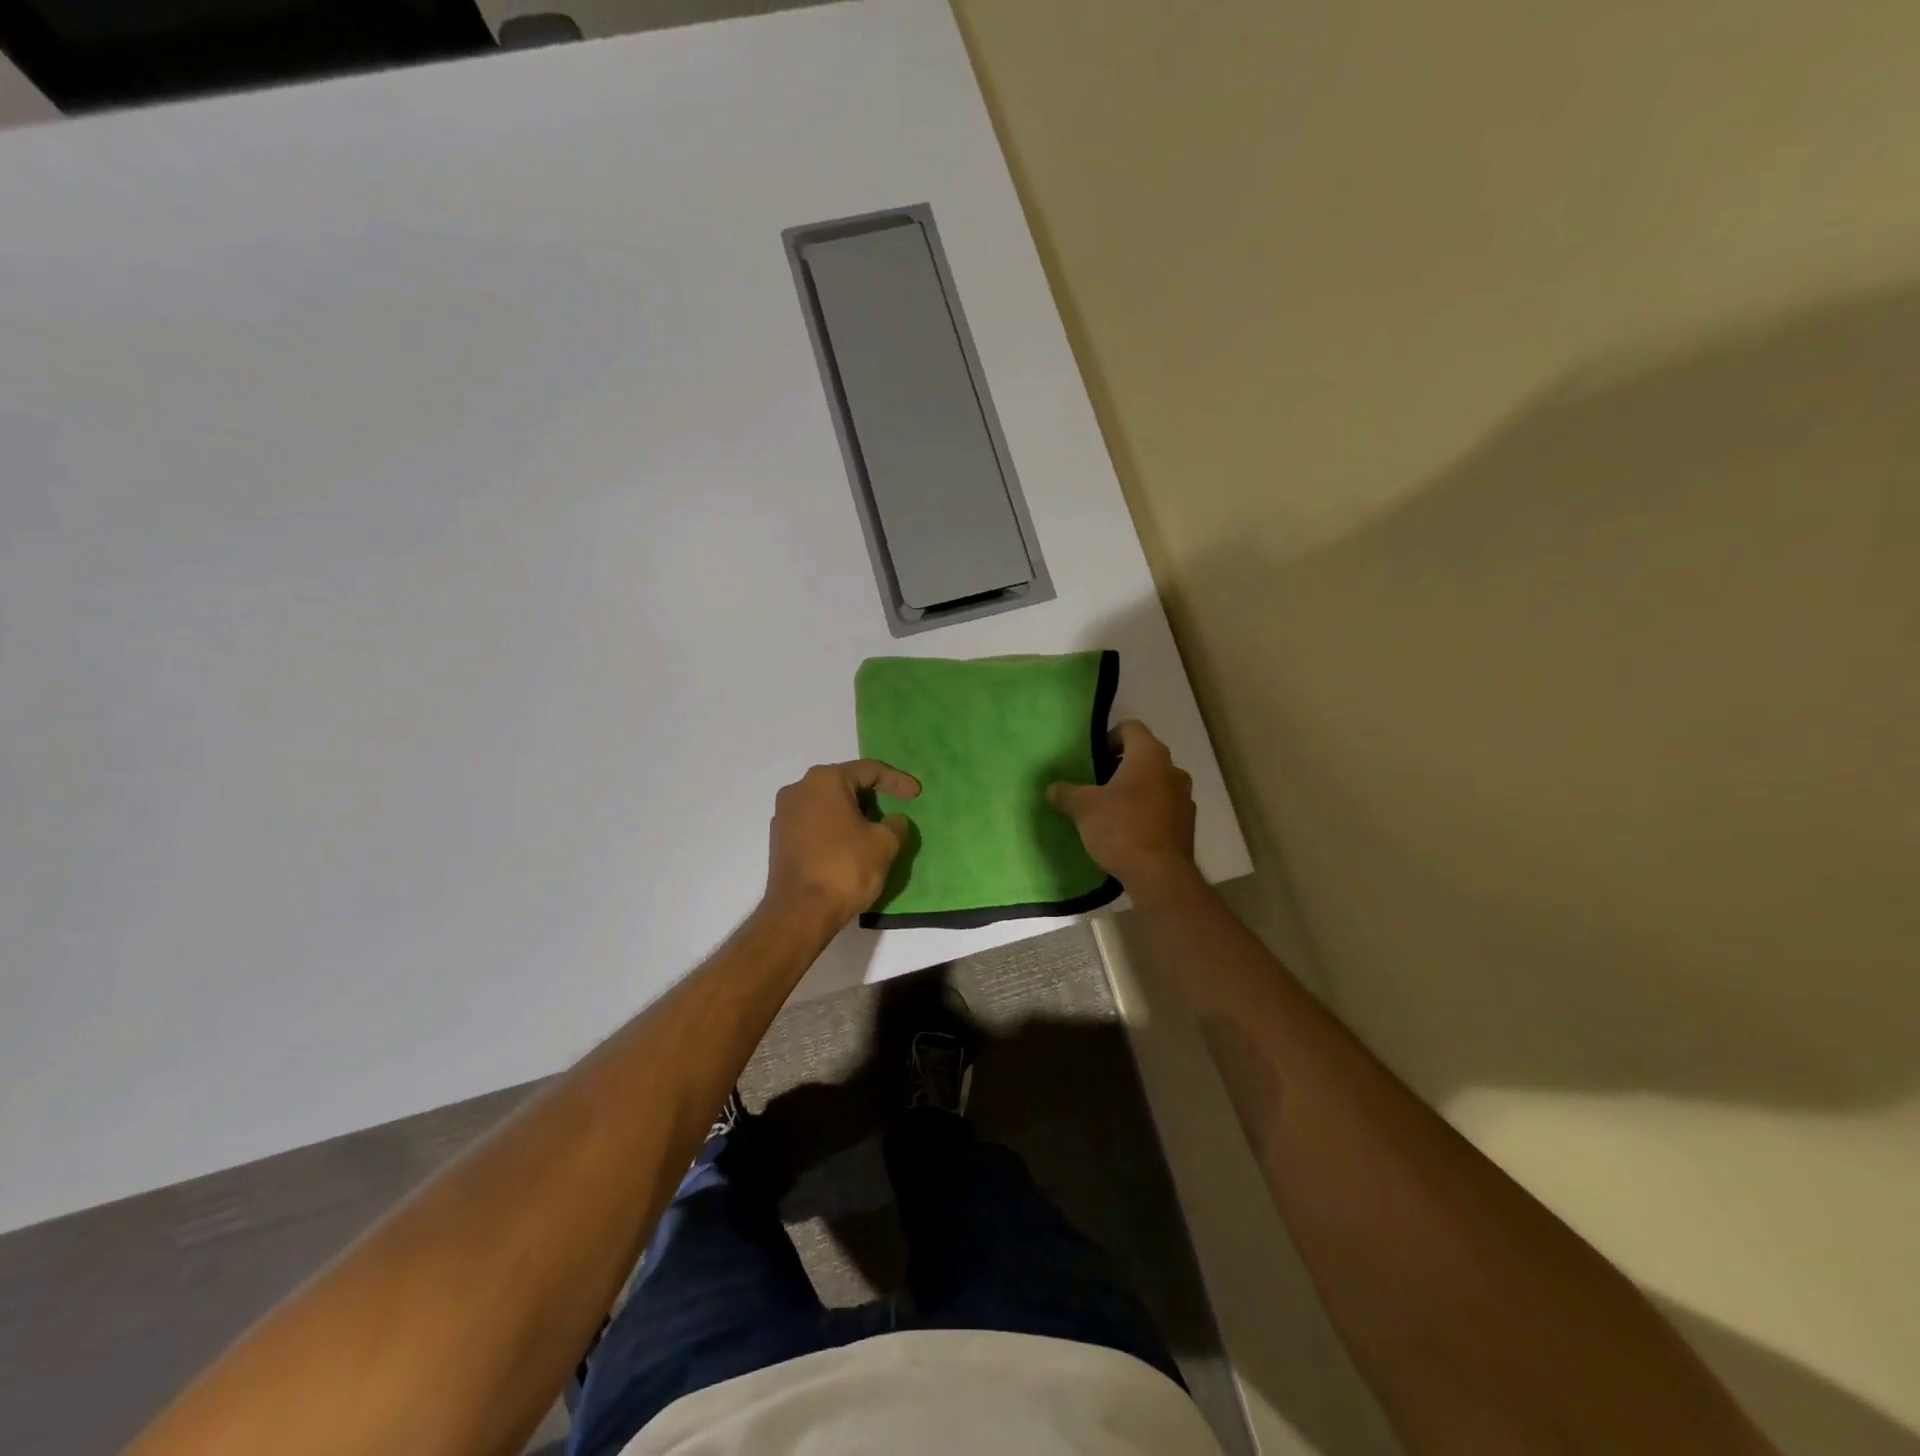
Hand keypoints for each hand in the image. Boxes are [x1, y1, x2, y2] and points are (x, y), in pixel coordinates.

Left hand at [764, 759, 918, 927]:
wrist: (800, 912)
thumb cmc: (845, 868)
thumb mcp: (884, 844)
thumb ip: (895, 825)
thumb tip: (894, 820)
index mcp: (825, 780)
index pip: (869, 770)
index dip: (897, 780)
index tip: (916, 795)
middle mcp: (799, 789)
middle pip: (845, 783)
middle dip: (872, 795)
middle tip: (895, 809)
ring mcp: (784, 814)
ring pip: (827, 803)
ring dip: (852, 813)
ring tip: (874, 829)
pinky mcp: (779, 838)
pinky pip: (814, 822)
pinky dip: (835, 828)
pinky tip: (850, 845)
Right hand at [1048, 720, 1198, 901]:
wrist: (1160, 875)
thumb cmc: (1121, 828)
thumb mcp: (1084, 808)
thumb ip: (1066, 793)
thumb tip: (1052, 788)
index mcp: (1149, 755)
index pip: (1130, 728)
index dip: (1109, 737)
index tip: (1093, 757)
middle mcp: (1172, 770)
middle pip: (1144, 756)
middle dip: (1120, 766)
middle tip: (1096, 783)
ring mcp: (1184, 798)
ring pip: (1155, 782)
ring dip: (1135, 790)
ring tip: (1111, 808)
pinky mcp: (1187, 824)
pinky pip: (1163, 807)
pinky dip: (1147, 811)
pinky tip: (1128, 830)